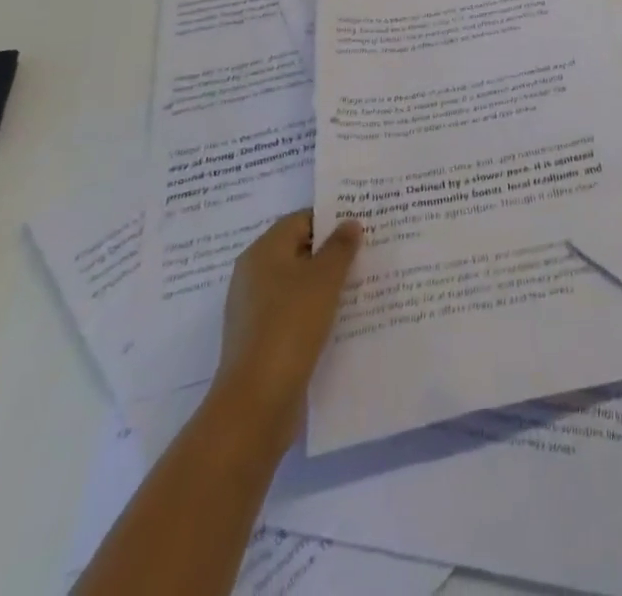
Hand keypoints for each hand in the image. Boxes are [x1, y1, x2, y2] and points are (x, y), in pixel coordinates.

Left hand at [210, 209, 361, 442]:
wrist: (256, 402)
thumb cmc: (290, 325)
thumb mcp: (325, 278)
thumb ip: (340, 246)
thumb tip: (349, 223)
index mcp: (263, 252)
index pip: (301, 219)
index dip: (331, 218)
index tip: (362, 224)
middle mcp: (253, 276)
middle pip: (299, 250)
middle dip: (332, 250)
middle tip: (368, 250)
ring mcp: (255, 310)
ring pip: (298, 283)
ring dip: (326, 282)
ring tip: (362, 282)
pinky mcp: (261, 340)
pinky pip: (294, 311)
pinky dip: (316, 309)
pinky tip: (342, 316)